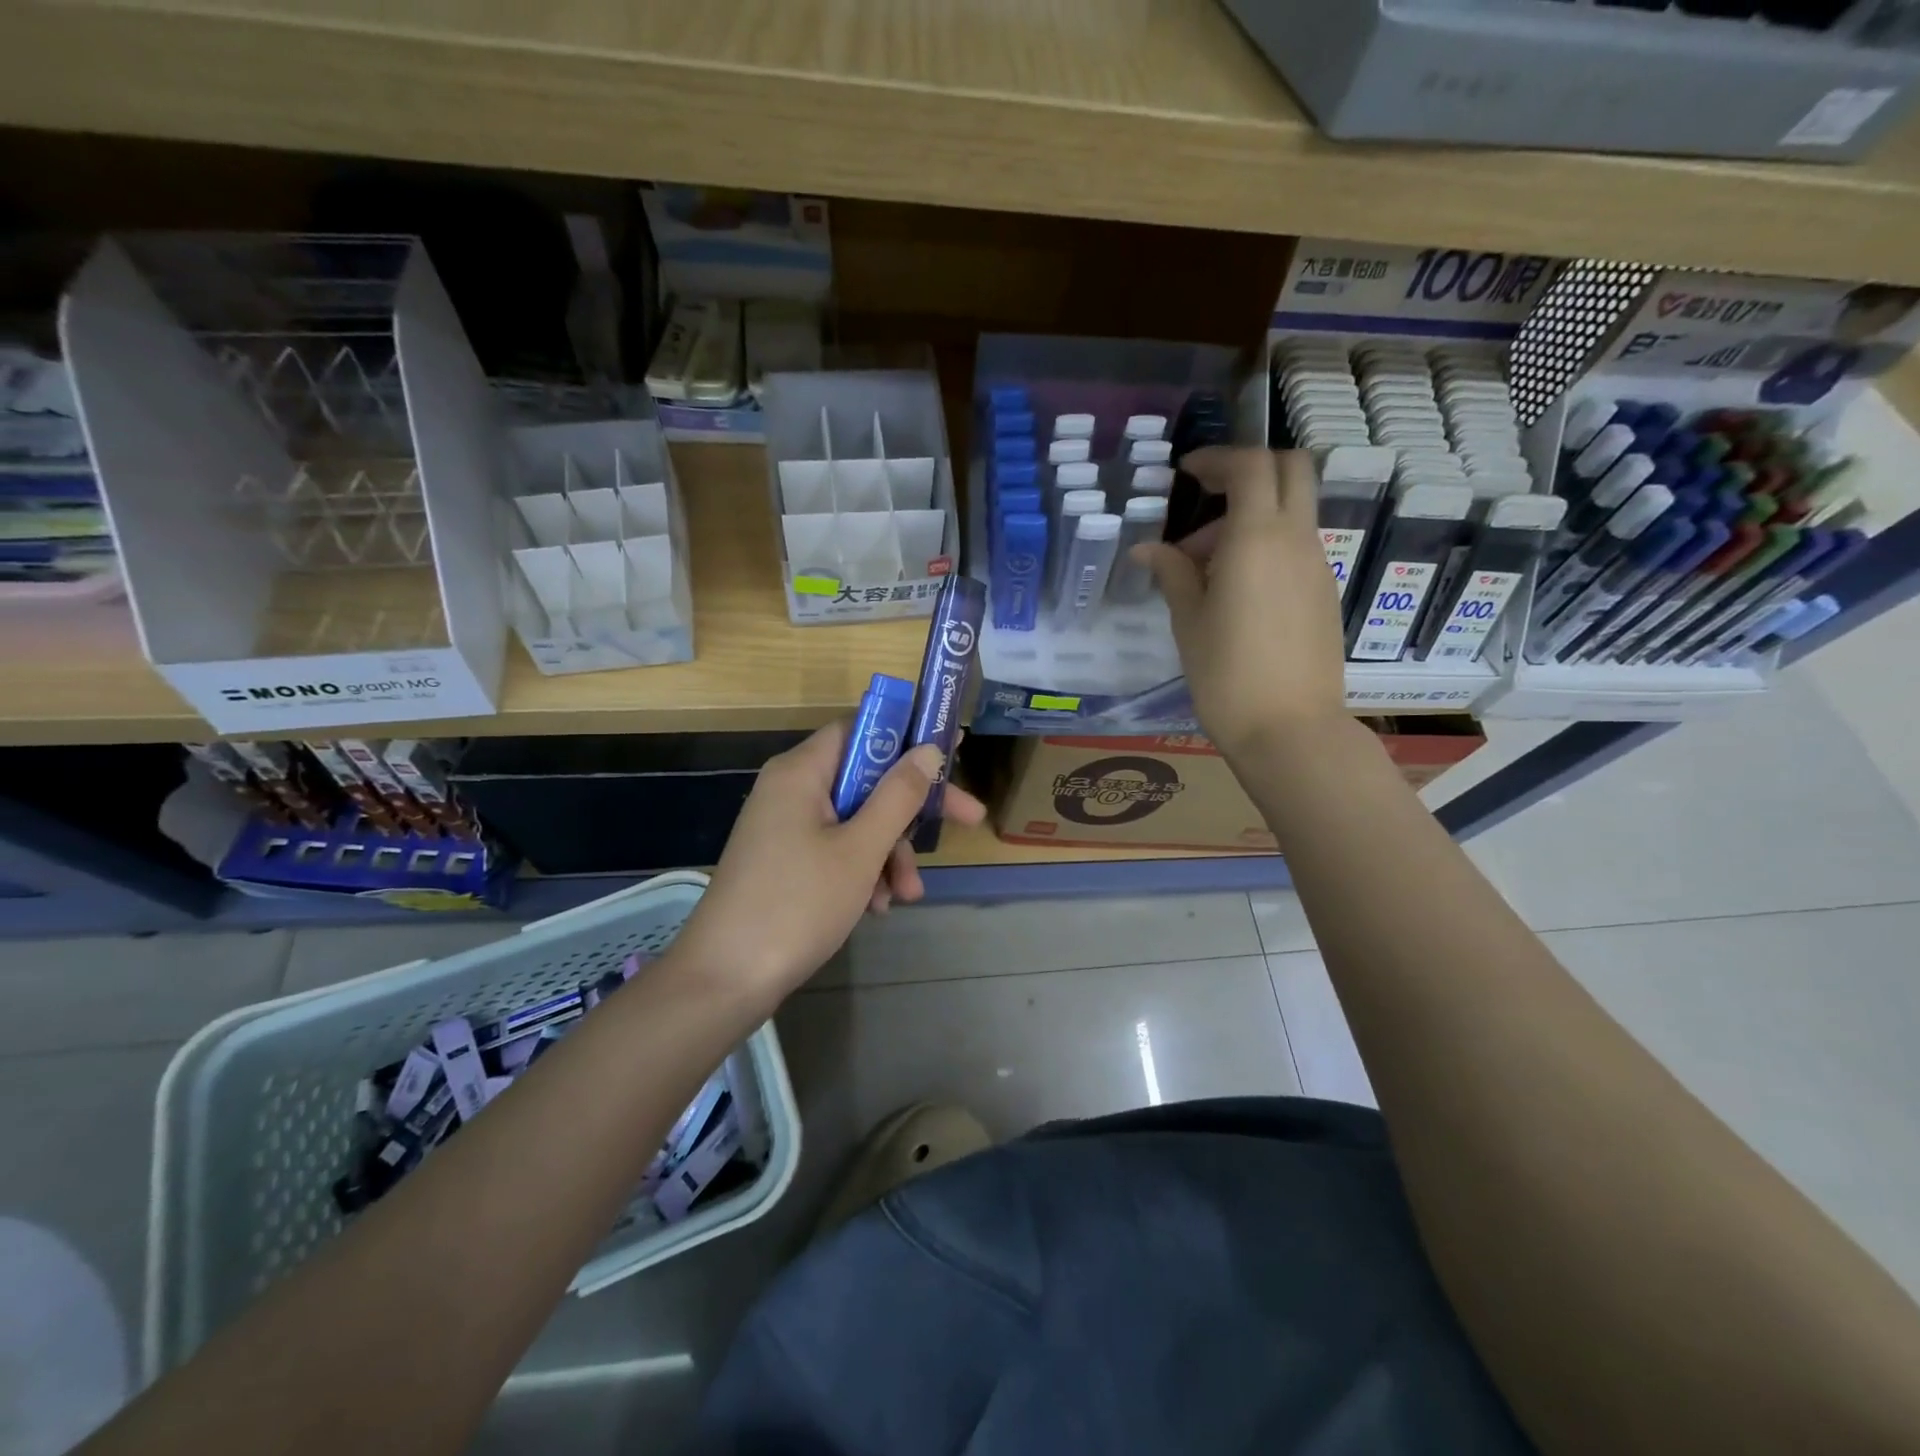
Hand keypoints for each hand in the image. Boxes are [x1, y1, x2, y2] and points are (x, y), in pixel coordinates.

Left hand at [672, 722, 986, 1010]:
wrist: (725, 980)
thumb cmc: (797, 904)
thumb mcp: (860, 849)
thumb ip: (899, 796)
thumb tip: (929, 750)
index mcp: (801, 772)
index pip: (862, 730)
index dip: (908, 738)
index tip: (952, 756)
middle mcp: (791, 789)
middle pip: (865, 779)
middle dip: (909, 811)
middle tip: (966, 821)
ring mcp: (785, 827)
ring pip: (856, 821)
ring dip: (888, 853)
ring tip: (906, 895)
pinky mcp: (785, 861)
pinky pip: (836, 849)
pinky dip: (862, 871)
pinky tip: (876, 908)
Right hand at [1136, 447, 1346, 759]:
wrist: (1290, 730)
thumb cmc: (1226, 675)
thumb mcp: (1188, 622)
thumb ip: (1172, 574)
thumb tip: (1148, 549)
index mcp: (1258, 539)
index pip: (1249, 467)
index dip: (1217, 458)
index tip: (1185, 472)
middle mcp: (1296, 540)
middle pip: (1291, 470)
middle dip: (1248, 470)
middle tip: (1206, 497)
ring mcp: (1317, 567)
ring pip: (1290, 512)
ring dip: (1249, 518)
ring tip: (1201, 569)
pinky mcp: (1323, 594)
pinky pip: (1295, 547)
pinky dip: (1265, 546)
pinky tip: (1232, 591)